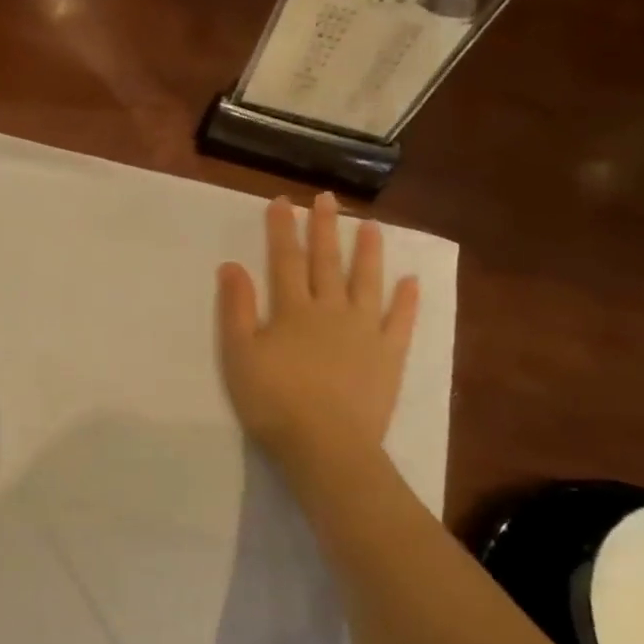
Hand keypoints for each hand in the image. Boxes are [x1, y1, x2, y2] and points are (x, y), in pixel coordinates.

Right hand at [216, 193, 419, 466]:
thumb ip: (236, 308)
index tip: (283, 201)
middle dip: (325, 228)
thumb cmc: (273, 401)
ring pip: (366, 282)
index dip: (283, 230)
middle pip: (327, 262)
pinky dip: (406, 300)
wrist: (325, 444)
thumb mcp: (239, 354)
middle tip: (327, 199)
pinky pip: (400, 321)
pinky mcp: (388, 356)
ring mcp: (364, 331)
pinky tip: (411, 280)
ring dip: (368, 252)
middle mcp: (330, 310)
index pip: (285, 260)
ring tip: (370, 225)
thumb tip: (232, 266)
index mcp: (292, 310)